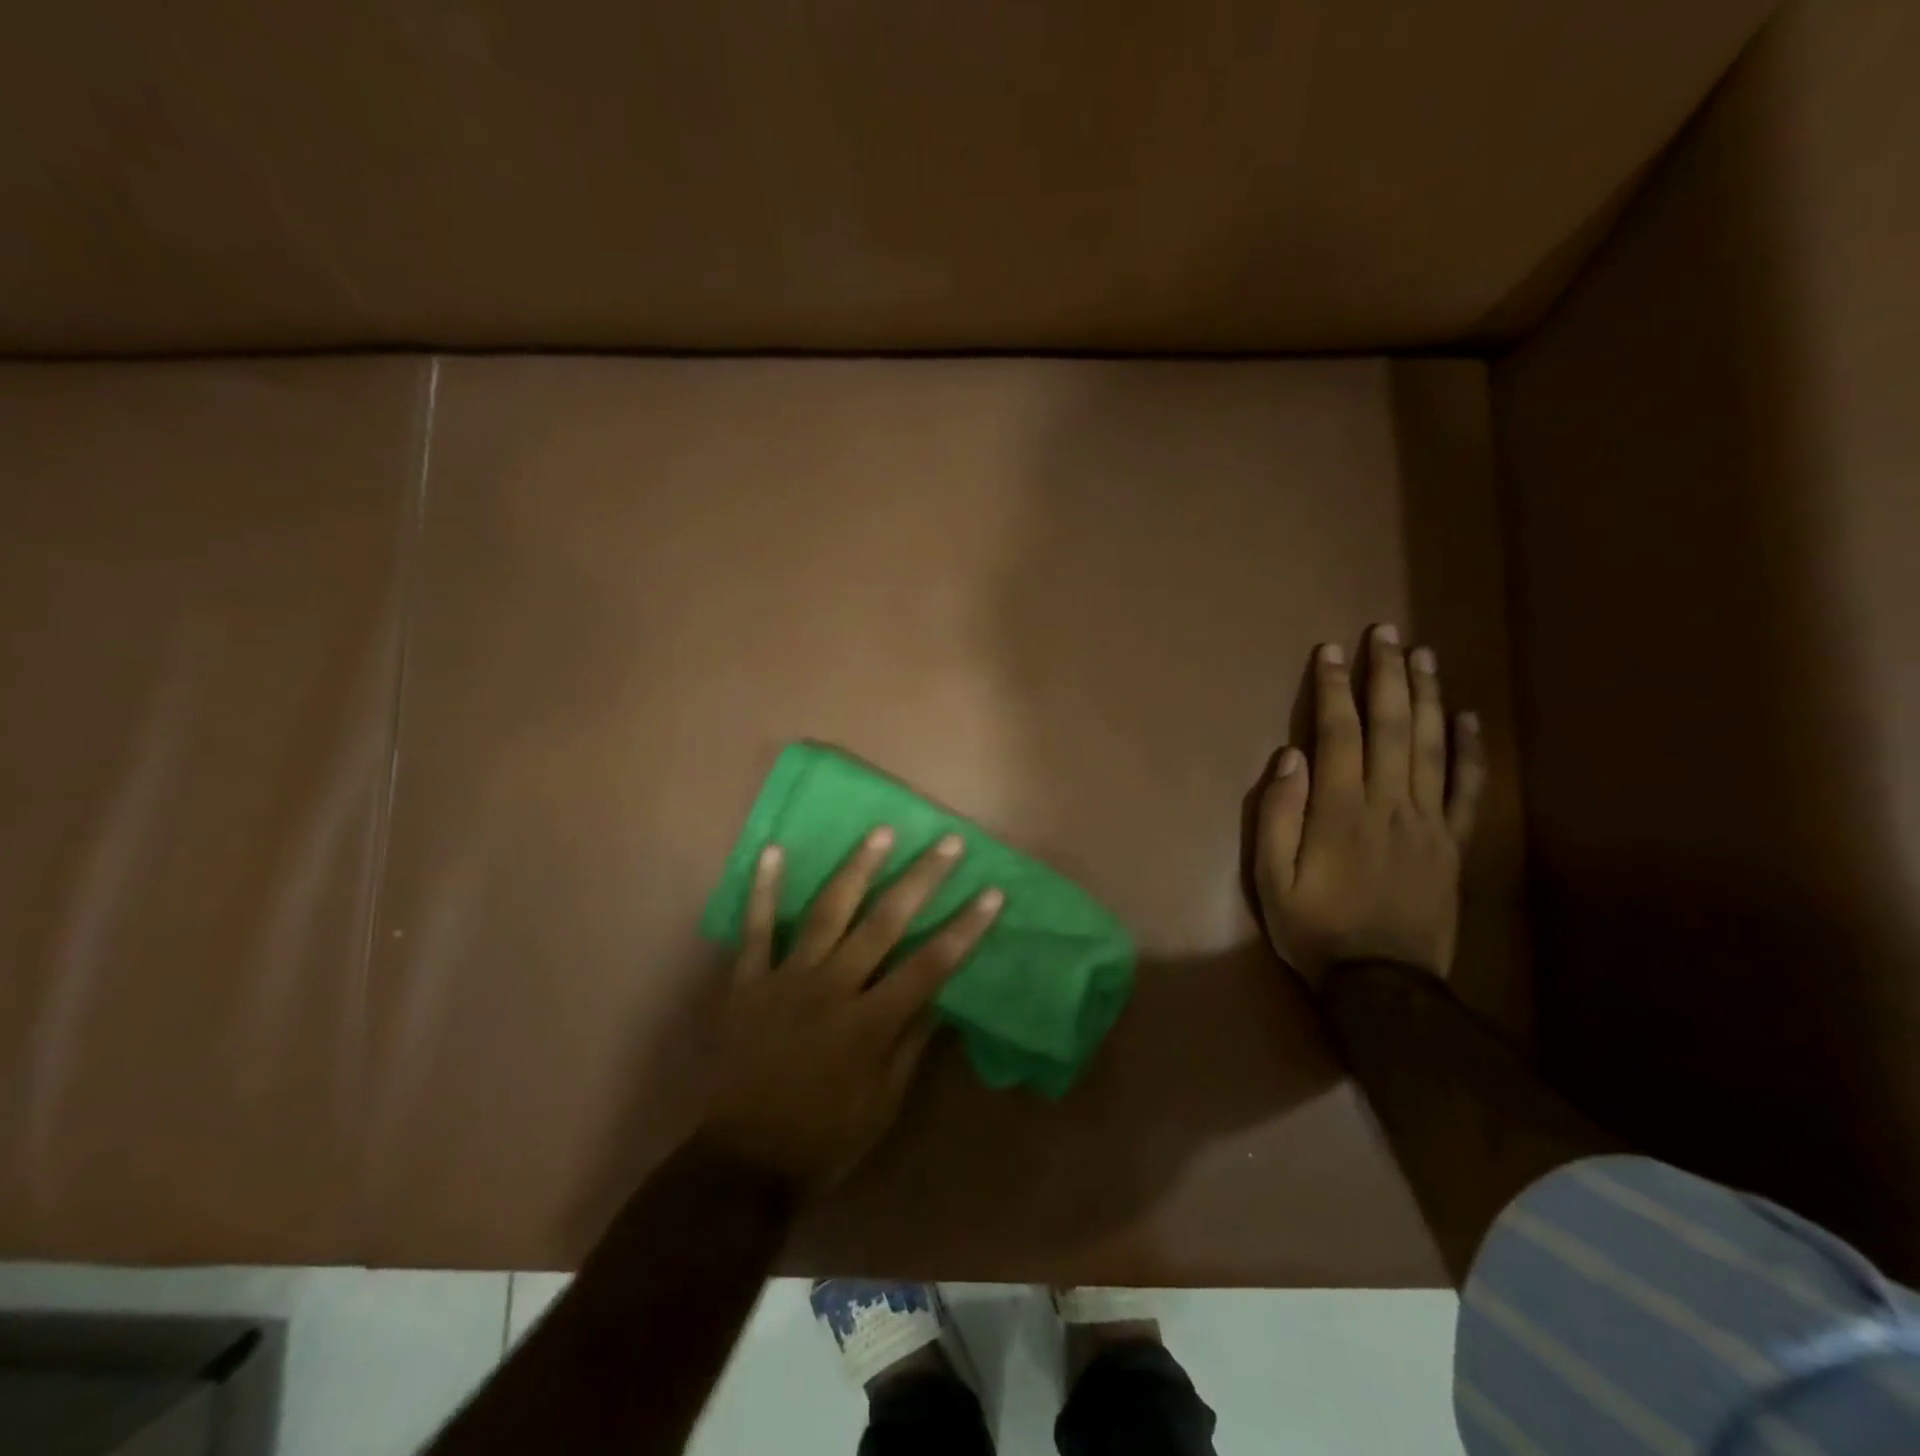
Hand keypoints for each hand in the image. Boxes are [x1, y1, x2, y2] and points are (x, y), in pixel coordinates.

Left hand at [701, 827, 1002, 1190]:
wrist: (741, 1161)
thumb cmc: (824, 1138)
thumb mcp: (883, 1104)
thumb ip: (911, 1044)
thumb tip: (941, 996)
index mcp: (870, 1022)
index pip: (930, 965)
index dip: (964, 929)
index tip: (991, 893)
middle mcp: (833, 988)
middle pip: (884, 924)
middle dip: (920, 880)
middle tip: (947, 843)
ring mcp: (787, 979)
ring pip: (827, 912)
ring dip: (857, 869)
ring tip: (881, 831)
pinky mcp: (749, 981)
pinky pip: (755, 929)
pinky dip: (764, 890)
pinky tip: (774, 850)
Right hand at [1255, 625, 1485, 988]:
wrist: (1381, 984)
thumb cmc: (1314, 929)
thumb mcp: (1271, 878)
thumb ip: (1279, 815)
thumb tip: (1289, 757)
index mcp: (1341, 811)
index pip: (1338, 734)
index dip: (1332, 690)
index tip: (1329, 652)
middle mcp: (1389, 804)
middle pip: (1392, 727)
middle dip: (1386, 676)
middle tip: (1385, 634)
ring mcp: (1427, 822)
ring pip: (1432, 747)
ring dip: (1427, 697)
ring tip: (1424, 656)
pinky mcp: (1451, 844)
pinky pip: (1466, 790)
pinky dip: (1471, 752)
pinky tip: (1469, 719)